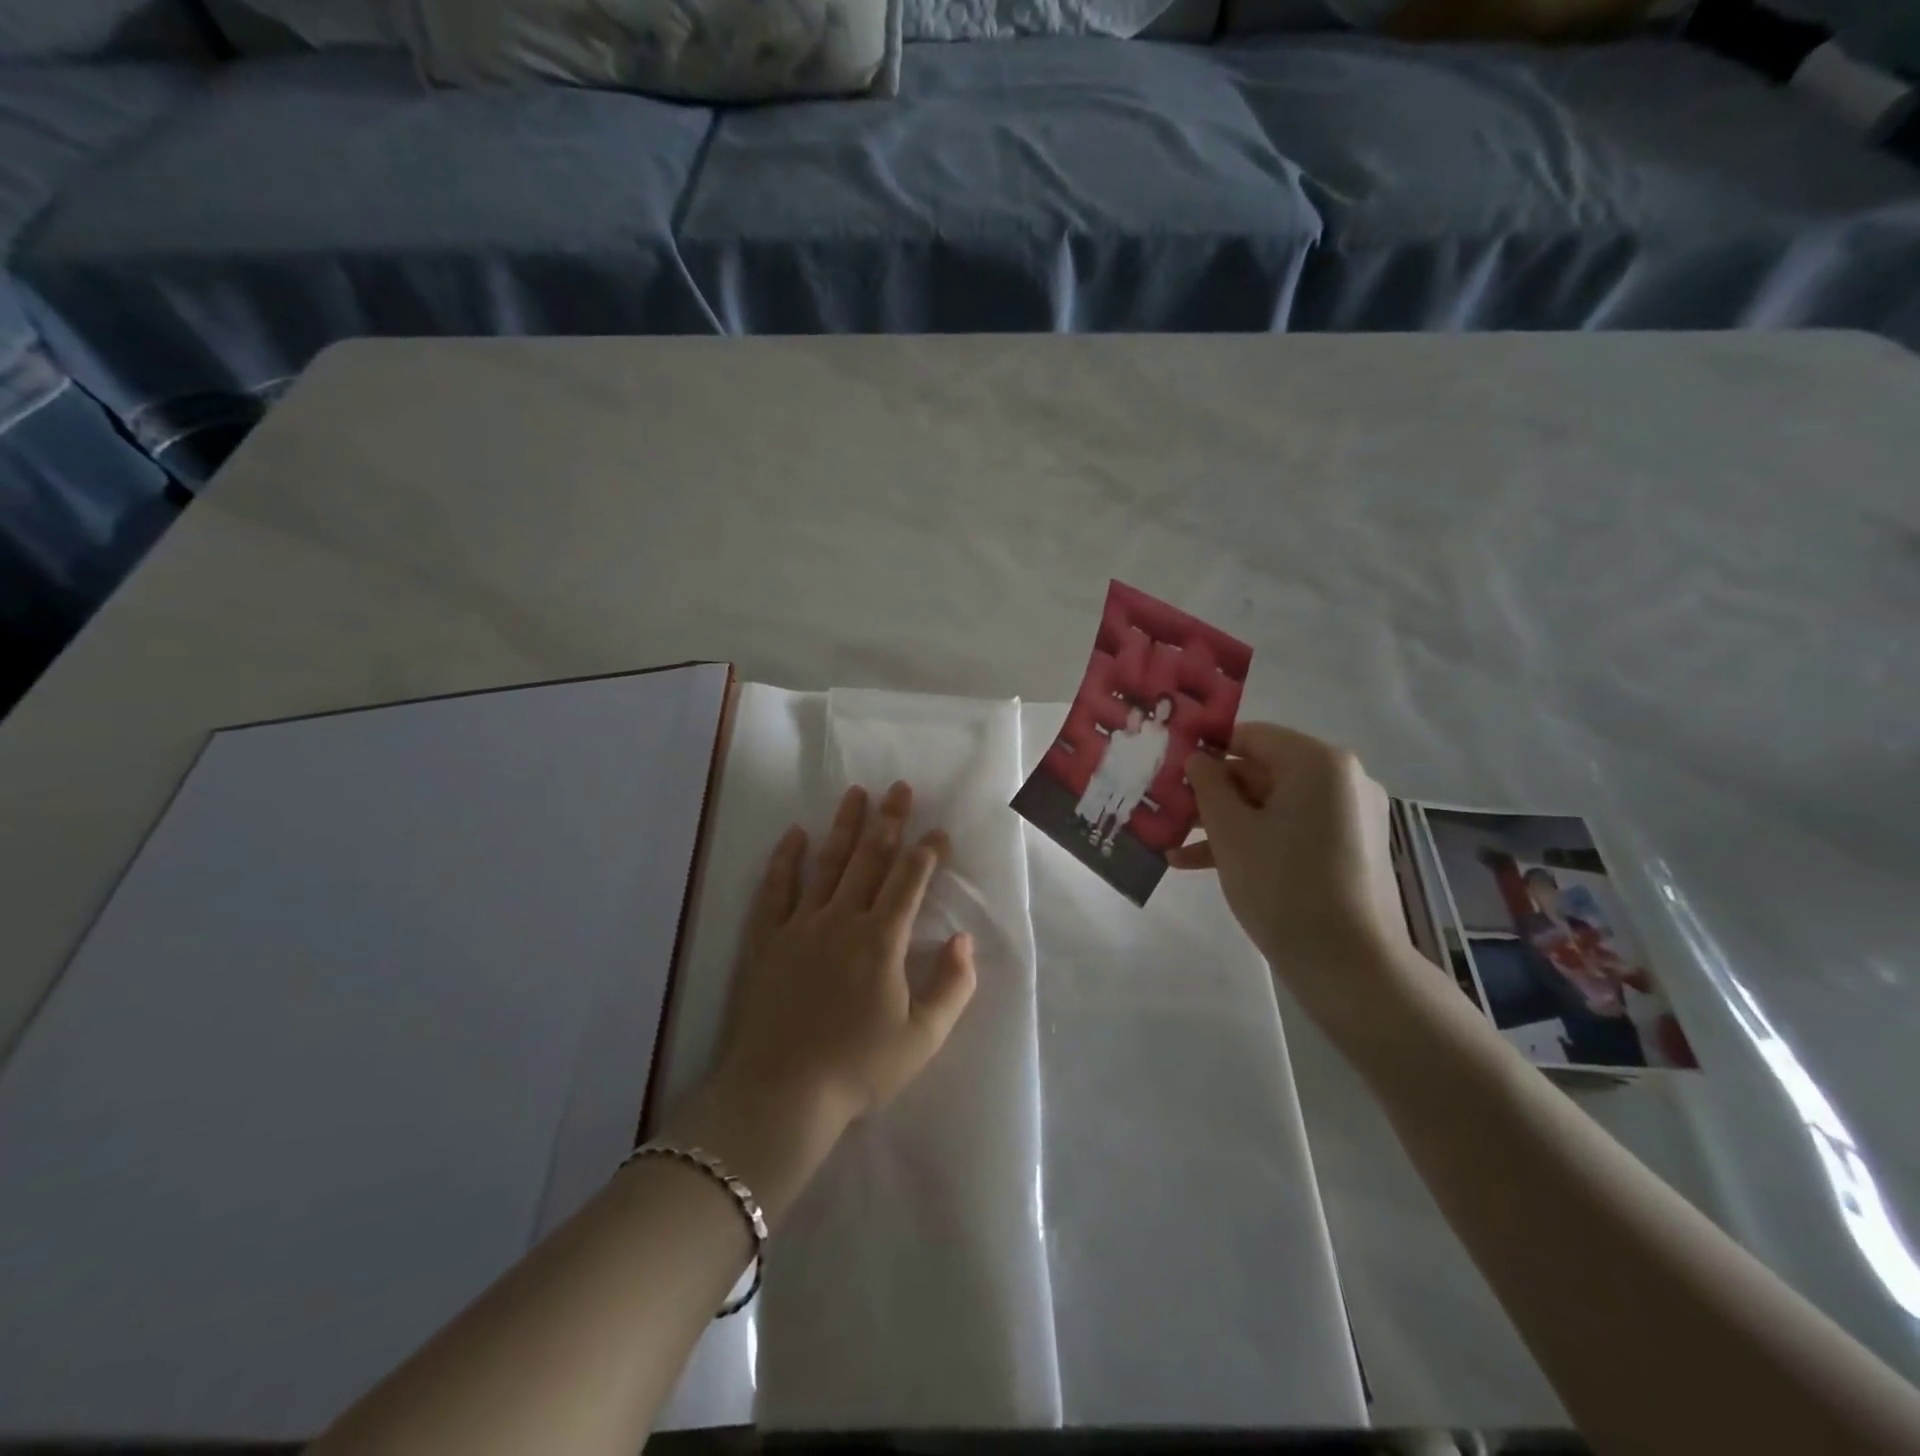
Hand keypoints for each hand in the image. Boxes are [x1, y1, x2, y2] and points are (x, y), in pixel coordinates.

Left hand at [710, 782, 977, 1133]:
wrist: (782, 1095)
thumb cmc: (858, 1069)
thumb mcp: (924, 1038)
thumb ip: (953, 986)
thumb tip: (964, 939)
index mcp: (882, 940)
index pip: (910, 881)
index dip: (928, 853)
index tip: (940, 832)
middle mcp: (842, 919)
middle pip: (870, 859)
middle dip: (889, 821)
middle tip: (900, 788)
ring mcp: (800, 925)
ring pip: (827, 863)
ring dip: (844, 826)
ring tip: (856, 793)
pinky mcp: (766, 939)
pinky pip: (776, 889)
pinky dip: (786, 860)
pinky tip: (795, 834)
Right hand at [1169, 723, 1415, 1025]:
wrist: (1350, 967)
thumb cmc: (1283, 886)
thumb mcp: (1231, 832)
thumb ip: (1208, 785)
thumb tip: (1199, 758)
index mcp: (1319, 763)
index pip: (1251, 736)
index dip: (1206, 750)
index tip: (1169, 769)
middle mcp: (1343, 779)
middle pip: (1262, 771)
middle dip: (1211, 795)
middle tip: (1168, 812)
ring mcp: (1350, 816)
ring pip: (1273, 805)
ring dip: (1225, 823)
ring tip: (1174, 846)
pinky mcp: (1350, 849)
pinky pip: (1292, 830)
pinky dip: (1254, 841)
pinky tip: (1202, 866)